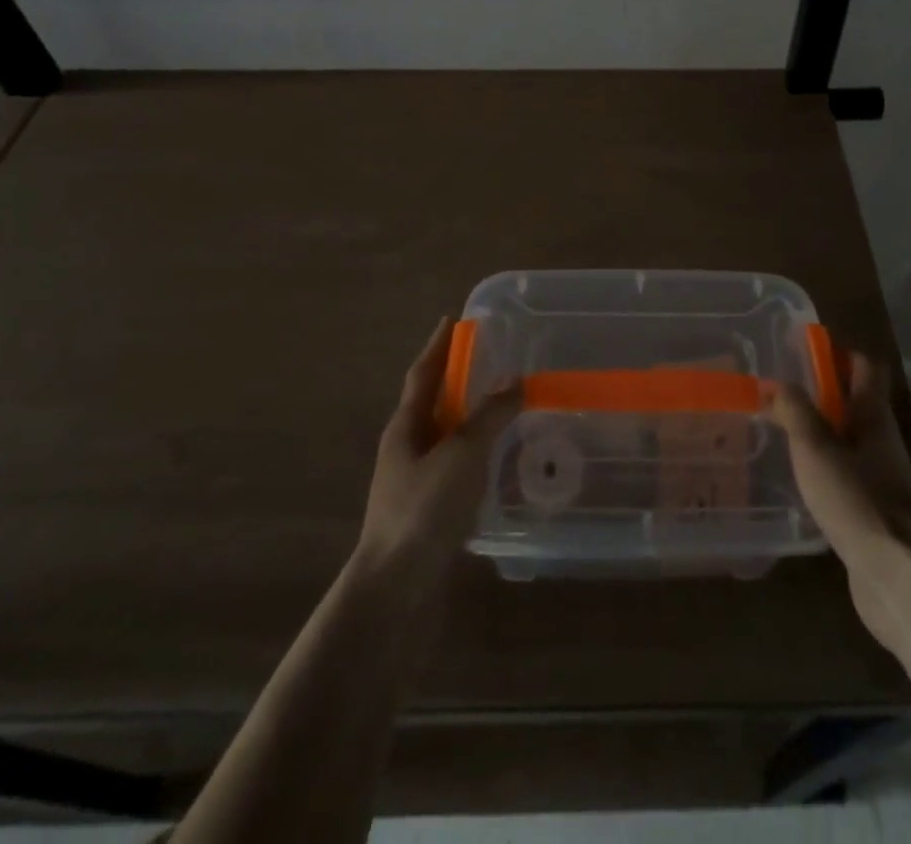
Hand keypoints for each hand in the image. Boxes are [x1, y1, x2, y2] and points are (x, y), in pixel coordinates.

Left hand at [355, 317, 520, 582]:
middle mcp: (406, 448)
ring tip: (502, 405)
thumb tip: (515, 379)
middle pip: (433, 403)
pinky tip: (498, 461)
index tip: (452, 321)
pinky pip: (456, 467)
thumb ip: (489, 415)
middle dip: (457, 380)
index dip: (438, 346)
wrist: (395, 589)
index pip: (423, 374)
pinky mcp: (429, 510)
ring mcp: (416, 481)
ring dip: (469, 417)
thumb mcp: (462, 454)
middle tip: (490, 360)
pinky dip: (476, 453)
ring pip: (446, 437)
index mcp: (405, 427)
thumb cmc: (424, 510)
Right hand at [773, 351, 910, 652]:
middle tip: (780, 396)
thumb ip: (795, 411)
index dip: (839, 354)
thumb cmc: (856, 500)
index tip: (804, 353)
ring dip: (822, 434)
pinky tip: (800, 483)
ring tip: (782, 436)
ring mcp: (883, 480)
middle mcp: (882, 442)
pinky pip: (848, 477)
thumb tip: (779, 384)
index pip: (867, 368)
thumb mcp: (815, 448)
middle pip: (856, 404)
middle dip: (822, 396)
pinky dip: (826, 470)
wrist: (897, 578)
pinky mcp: (876, 513)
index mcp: (873, 417)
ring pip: (850, 442)